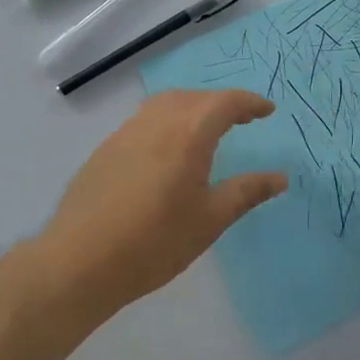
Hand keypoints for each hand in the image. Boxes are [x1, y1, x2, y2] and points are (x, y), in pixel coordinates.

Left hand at [28, 89, 286, 316]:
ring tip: (206, 130)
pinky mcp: (105, 149)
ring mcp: (126, 133)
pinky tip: (168, 151)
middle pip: (195, 97)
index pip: (226, 103)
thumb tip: (281, 178)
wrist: (79, 262)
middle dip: (222, 103)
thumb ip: (247, 192)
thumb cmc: (155, 241)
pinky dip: (168, 121)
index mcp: (189, 133)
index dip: (250, 103)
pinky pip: (145, 121)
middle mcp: (157, 122)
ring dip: (192, 107)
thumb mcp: (210, 220)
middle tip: (242, 120)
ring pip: (166, 104)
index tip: (267, 111)